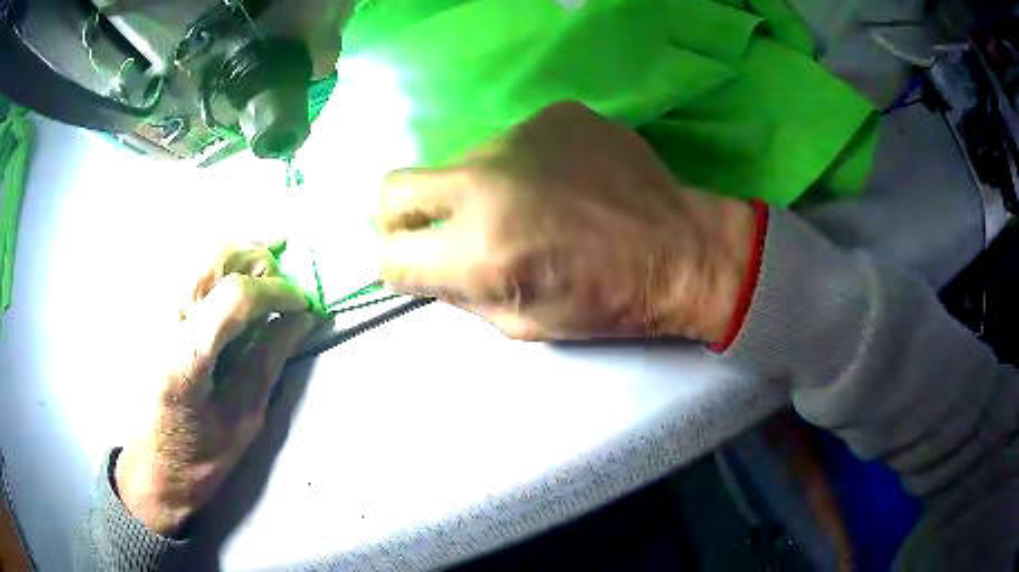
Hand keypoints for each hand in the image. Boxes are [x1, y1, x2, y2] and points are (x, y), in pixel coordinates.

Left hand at [115, 243, 315, 535]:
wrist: (150, 466)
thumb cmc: (198, 457)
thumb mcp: (241, 421)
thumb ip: (267, 362)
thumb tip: (300, 318)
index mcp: (184, 359)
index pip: (234, 296)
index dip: (277, 290)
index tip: (303, 304)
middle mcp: (162, 321)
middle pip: (215, 256)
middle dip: (259, 259)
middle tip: (284, 285)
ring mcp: (151, 310)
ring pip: (201, 253)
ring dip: (241, 256)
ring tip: (267, 276)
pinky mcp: (149, 310)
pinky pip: (190, 268)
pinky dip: (221, 266)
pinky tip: (237, 280)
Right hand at [377, 101, 756, 342]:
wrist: (682, 251)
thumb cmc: (609, 303)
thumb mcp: (523, 324)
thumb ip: (461, 293)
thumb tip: (427, 267)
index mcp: (480, 251)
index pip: (389, 254)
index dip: (394, 266)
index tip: (411, 267)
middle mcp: (486, 184)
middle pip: (394, 189)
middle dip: (398, 217)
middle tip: (430, 230)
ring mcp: (521, 138)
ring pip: (460, 164)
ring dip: (476, 190)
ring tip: (530, 206)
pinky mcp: (554, 115)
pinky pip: (513, 144)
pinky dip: (523, 167)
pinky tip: (564, 182)